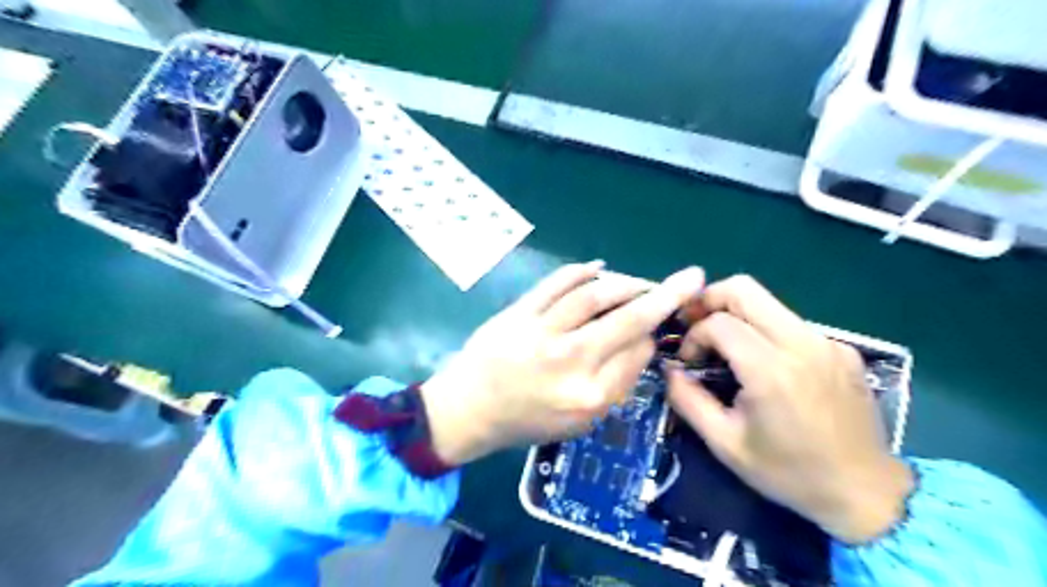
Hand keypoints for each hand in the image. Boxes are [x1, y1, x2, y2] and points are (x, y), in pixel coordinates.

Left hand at [420, 261, 706, 468]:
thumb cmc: (527, 421)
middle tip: (689, 277)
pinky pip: (557, 282)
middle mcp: (570, 361)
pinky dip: (582, 270)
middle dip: (665, 295)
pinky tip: (600, 267)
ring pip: (596, 294)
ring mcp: (542, 331)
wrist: (470, 409)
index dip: (653, 335)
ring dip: (626, 281)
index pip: (638, 353)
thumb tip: (642, 342)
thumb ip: (616, 384)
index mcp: (589, 396)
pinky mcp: (520, 312)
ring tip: (641, 280)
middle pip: (627, 319)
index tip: (655, 328)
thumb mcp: (579, 422)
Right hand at [667, 278, 914, 542]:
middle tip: (694, 323)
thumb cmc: (789, 472)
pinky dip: (766, 331)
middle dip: (709, 299)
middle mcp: (801, 344)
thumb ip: (688, 400)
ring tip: (724, 345)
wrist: (866, 493)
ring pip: (768, 302)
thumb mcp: (726, 444)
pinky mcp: (842, 348)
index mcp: (771, 370)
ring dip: (736, 314)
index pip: (718, 322)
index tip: (689, 362)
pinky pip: (791, 324)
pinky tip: (765, 365)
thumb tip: (669, 370)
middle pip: (744, 289)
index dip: (693, 335)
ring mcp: (827, 342)